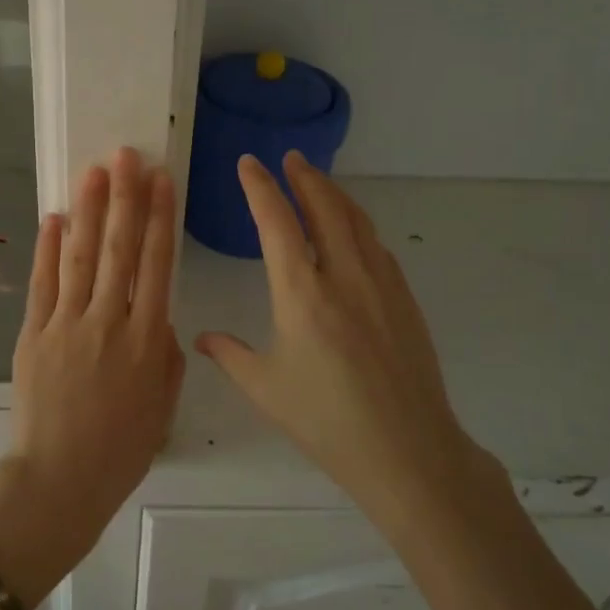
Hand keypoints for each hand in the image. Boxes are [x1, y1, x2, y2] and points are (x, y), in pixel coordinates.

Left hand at [0, 148, 184, 586]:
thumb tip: (158, 316)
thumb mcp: (163, 405)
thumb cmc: (121, 450)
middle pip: (120, 250)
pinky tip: (55, 218)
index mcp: (149, 341)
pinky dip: (49, 249)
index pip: (157, 266)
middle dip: (126, 199)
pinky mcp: (35, 334)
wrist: (60, 479)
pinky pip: (44, 284)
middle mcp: (110, 323)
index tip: (162, 181)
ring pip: (82, 257)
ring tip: (95, 172)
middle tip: (127, 156)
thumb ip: (167, 355)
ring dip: (90, 211)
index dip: (160, 220)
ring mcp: (68, 325)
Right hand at [195, 153, 487, 526]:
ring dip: (335, 196)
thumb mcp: (265, 389)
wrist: (407, 450)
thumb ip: (230, 355)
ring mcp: (380, 286)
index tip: (249, 163)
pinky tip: (354, 233)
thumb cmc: (326, 422)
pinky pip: (377, 247)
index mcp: (302, 294)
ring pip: (357, 223)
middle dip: (304, 178)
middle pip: (325, 208)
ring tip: (318, 183)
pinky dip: (359, 226)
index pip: (277, 224)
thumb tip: (203, 338)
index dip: (260, 188)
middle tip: (289, 158)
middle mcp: (344, 277)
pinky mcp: (404, 301)